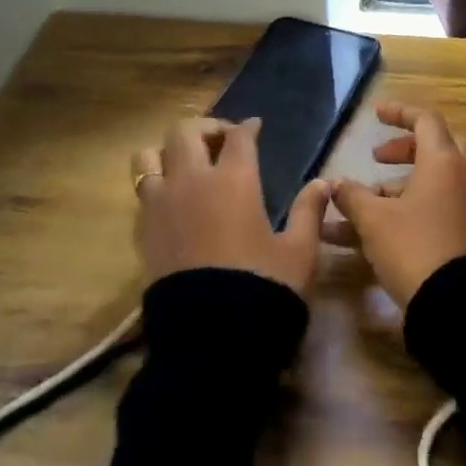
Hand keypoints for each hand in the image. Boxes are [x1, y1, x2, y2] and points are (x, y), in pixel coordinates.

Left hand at [130, 117, 330, 294]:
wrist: (212, 337)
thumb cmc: (264, 287)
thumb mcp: (299, 250)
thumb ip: (309, 211)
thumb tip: (323, 183)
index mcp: (234, 180)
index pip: (238, 136)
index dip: (247, 128)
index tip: (254, 127)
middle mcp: (192, 182)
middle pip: (185, 132)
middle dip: (205, 129)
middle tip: (221, 142)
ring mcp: (161, 205)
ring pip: (149, 157)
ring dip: (168, 153)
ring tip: (186, 166)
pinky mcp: (143, 232)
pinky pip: (142, 193)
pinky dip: (156, 186)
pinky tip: (174, 203)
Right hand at [332, 103, 465, 308]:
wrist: (457, 303)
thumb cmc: (413, 248)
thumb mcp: (373, 220)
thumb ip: (352, 196)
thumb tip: (336, 185)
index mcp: (443, 161)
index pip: (425, 120)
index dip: (399, 113)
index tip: (375, 114)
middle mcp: (461, 176)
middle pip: (435, 146)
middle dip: (404, 148)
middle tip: (378, 157)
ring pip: (433, 180)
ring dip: (399, 184)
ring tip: (364, 202)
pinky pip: (436, 206)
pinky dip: (409, 207)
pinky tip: (378, 229)